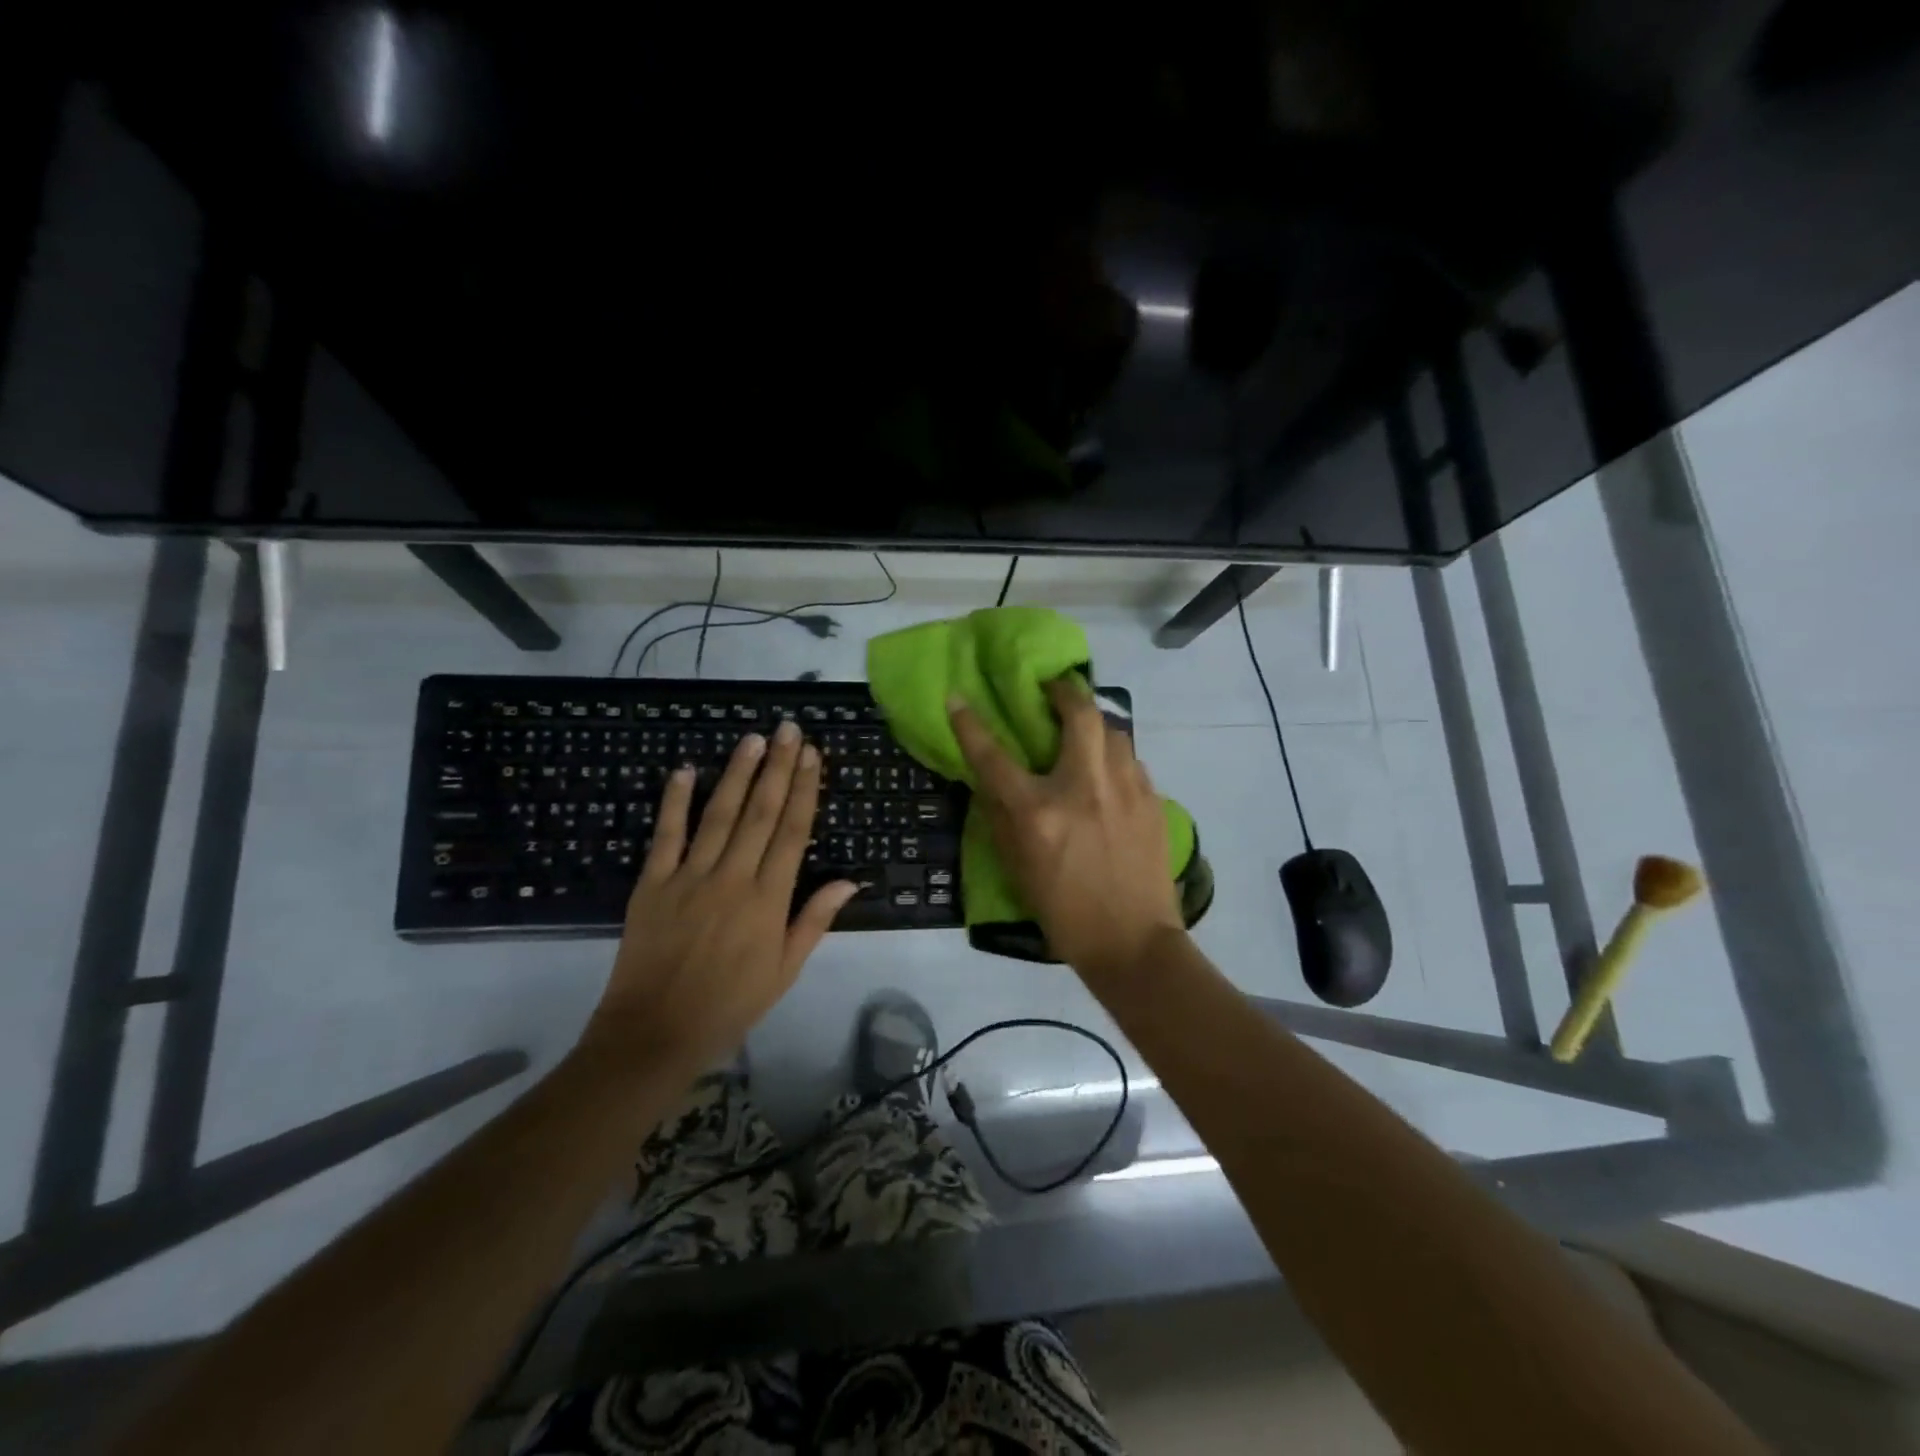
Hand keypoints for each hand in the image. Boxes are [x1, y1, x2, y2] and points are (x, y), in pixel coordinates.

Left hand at [585, 720, 857, 1071]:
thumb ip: (815, 920)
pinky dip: (675, 801)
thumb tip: (851, 880)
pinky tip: (684, 770)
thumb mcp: (785, 970)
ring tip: (753, 738)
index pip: (793, 832)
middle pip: (761, 812)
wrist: (655, 1033)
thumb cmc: (730, 1004)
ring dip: (737, 773)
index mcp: (769, 899)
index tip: (813, 755)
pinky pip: (666, 835)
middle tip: (788, 729)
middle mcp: (733, 878)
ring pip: (720, 814)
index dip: (804, 790)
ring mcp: (689, 877)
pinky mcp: (652, 883)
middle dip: (778, 767)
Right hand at [949, 677, 1185, 981]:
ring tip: (1083, 732)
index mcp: (1040, 812)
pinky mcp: (1153, 800)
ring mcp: (1126, 790)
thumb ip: (1002, 819)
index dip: (970, 724)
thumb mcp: (1018, 869)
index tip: (957, 697)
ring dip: (1094, 722)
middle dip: (1064, 690)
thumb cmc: (1064, 913)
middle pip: (1079, 713)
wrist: (1134, 943)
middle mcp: (1084, 788)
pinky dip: (1114, 756)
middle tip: (1053, 689)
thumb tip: (993, 782)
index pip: (995, 757)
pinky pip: (1131, 760)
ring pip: (1114, 730)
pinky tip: (1109, 774)